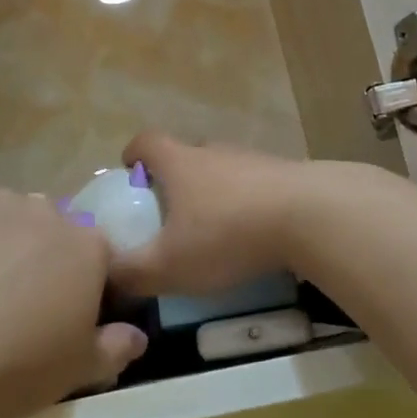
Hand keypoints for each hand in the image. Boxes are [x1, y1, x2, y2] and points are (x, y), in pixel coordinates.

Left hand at [0, 182, 147, 417]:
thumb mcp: (72, 373)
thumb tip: (139, 336)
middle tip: (5, 301)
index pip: (95, 255)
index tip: (54, 312)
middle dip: (34, 256)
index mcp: (85, 248)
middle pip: (47, 228)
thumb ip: (113, 349)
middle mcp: (45, 210)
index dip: (77, 282)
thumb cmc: (8, 368)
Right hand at [111, 133, 311, 296]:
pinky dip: (247, 203)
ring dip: (214, 192)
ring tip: (214, 229)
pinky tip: (254, 235)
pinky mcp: (286, 174)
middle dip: (174, 179)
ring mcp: (253, 159)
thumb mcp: (169, 265)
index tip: (129, 173)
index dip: (133, 154)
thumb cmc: (227, 234)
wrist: (310, 215)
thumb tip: (106, 276)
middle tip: (171, 213)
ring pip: (223, 170)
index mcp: (179, 163)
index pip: (146, 142)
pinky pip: (255, 184)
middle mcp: (214, 151)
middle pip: (186, 154)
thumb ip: (132, 273)